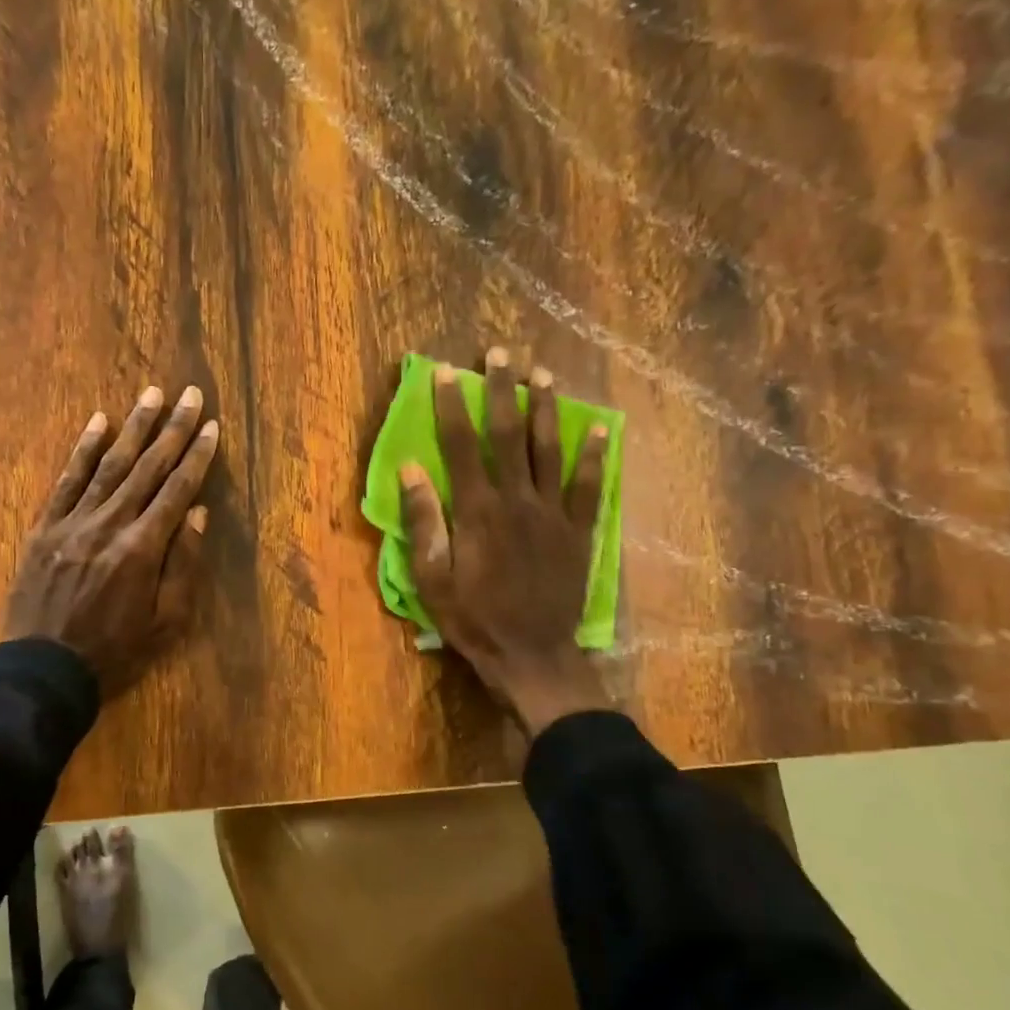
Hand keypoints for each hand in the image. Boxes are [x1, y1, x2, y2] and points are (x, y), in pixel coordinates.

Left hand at [5, 385, 219, 695]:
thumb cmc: (115, 651)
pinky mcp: (45, 527)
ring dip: (133, 427)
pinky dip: (83, 450)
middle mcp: (109, 524)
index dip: (197, 457)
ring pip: (108, 465)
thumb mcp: (165, 622)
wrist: (43, 670)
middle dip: (173, 429)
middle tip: (190, 394)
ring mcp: (73, 522)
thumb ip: (182, 565)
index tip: (212, 426)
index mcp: (142, 549)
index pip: (176, 490)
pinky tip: (98, 422)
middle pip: (147, 468)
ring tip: (152, 394)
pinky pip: (66, 481)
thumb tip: (197, 513)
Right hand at [400, 348, 611, 737]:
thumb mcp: (431, 578)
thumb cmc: (473, 619)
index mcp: (478, 511)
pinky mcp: (579, 531)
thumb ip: (423, 522)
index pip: (461, 445)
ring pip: (549, 450)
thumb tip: (410, 469)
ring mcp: (553, 514)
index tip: (446, 372)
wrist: (532, 655)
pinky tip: (599, 428)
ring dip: (545, 409)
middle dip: (501, 391)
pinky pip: (588, 486)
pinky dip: (594, 455)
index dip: (452, 406)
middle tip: (500, 354)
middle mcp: (517, 500)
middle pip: (508, 435)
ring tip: (542, 374)